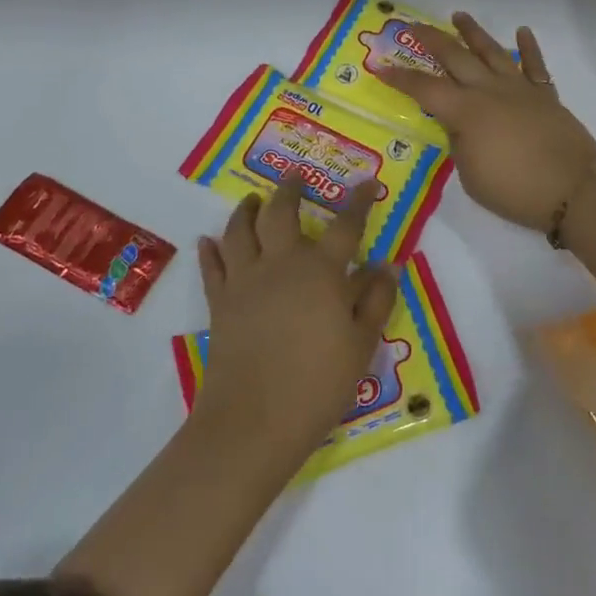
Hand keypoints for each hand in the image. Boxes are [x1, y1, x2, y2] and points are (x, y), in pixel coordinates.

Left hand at [195, 173, 397, 458]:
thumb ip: (376, 300)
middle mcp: (281, 263)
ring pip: (241, 230)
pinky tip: (208, 240)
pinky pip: (212, 266)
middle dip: (291, 188)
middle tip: (296, 175)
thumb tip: (386, 265)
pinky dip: (210, 249)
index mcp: (322, 271)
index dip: (358, 201)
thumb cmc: (318, 384)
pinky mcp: (220, 302)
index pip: (346, 225)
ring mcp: (245, 280)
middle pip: (282, 212)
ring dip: (246, 209)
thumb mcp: (361, 344)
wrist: (253, 421)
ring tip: (251, 199)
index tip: (367, 183)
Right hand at [377, 13, 595, 233]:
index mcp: (466, 111)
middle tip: (413, 25)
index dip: (400, 78)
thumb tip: (459, 126)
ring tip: (459, 16)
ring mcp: (519, 89)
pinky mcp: (545, 95)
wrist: (574, 189)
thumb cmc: (515, 190)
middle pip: (455, 58)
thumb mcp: (471, 176)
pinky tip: (522, 32)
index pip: (424, 89)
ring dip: (473, 33)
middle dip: (432, 40)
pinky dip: (528, 47)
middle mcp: (489, 91)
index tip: (380, 65)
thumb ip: (460, 145)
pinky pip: (534, 65)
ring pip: (492, 52)